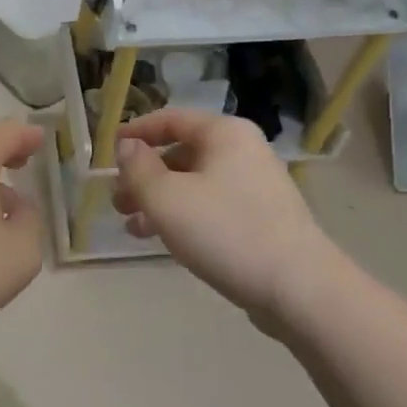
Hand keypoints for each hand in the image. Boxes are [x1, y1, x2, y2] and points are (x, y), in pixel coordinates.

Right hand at [113, 110, 340, 321]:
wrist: (299, 288)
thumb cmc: (225, 231)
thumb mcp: (166, 198)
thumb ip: (138, 168)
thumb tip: (127, 147)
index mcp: (224, 133)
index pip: (170, 119)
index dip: (136, 133)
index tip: (108, 152)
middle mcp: (242, 151)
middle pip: (181, 153)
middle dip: (144, 176)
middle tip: (117, 201)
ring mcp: (255, 185)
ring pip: (194, 183)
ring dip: (159, 201)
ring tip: (132, 227)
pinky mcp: (261, 218)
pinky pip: (212, 206)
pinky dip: (184, 216)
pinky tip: (163, 241)